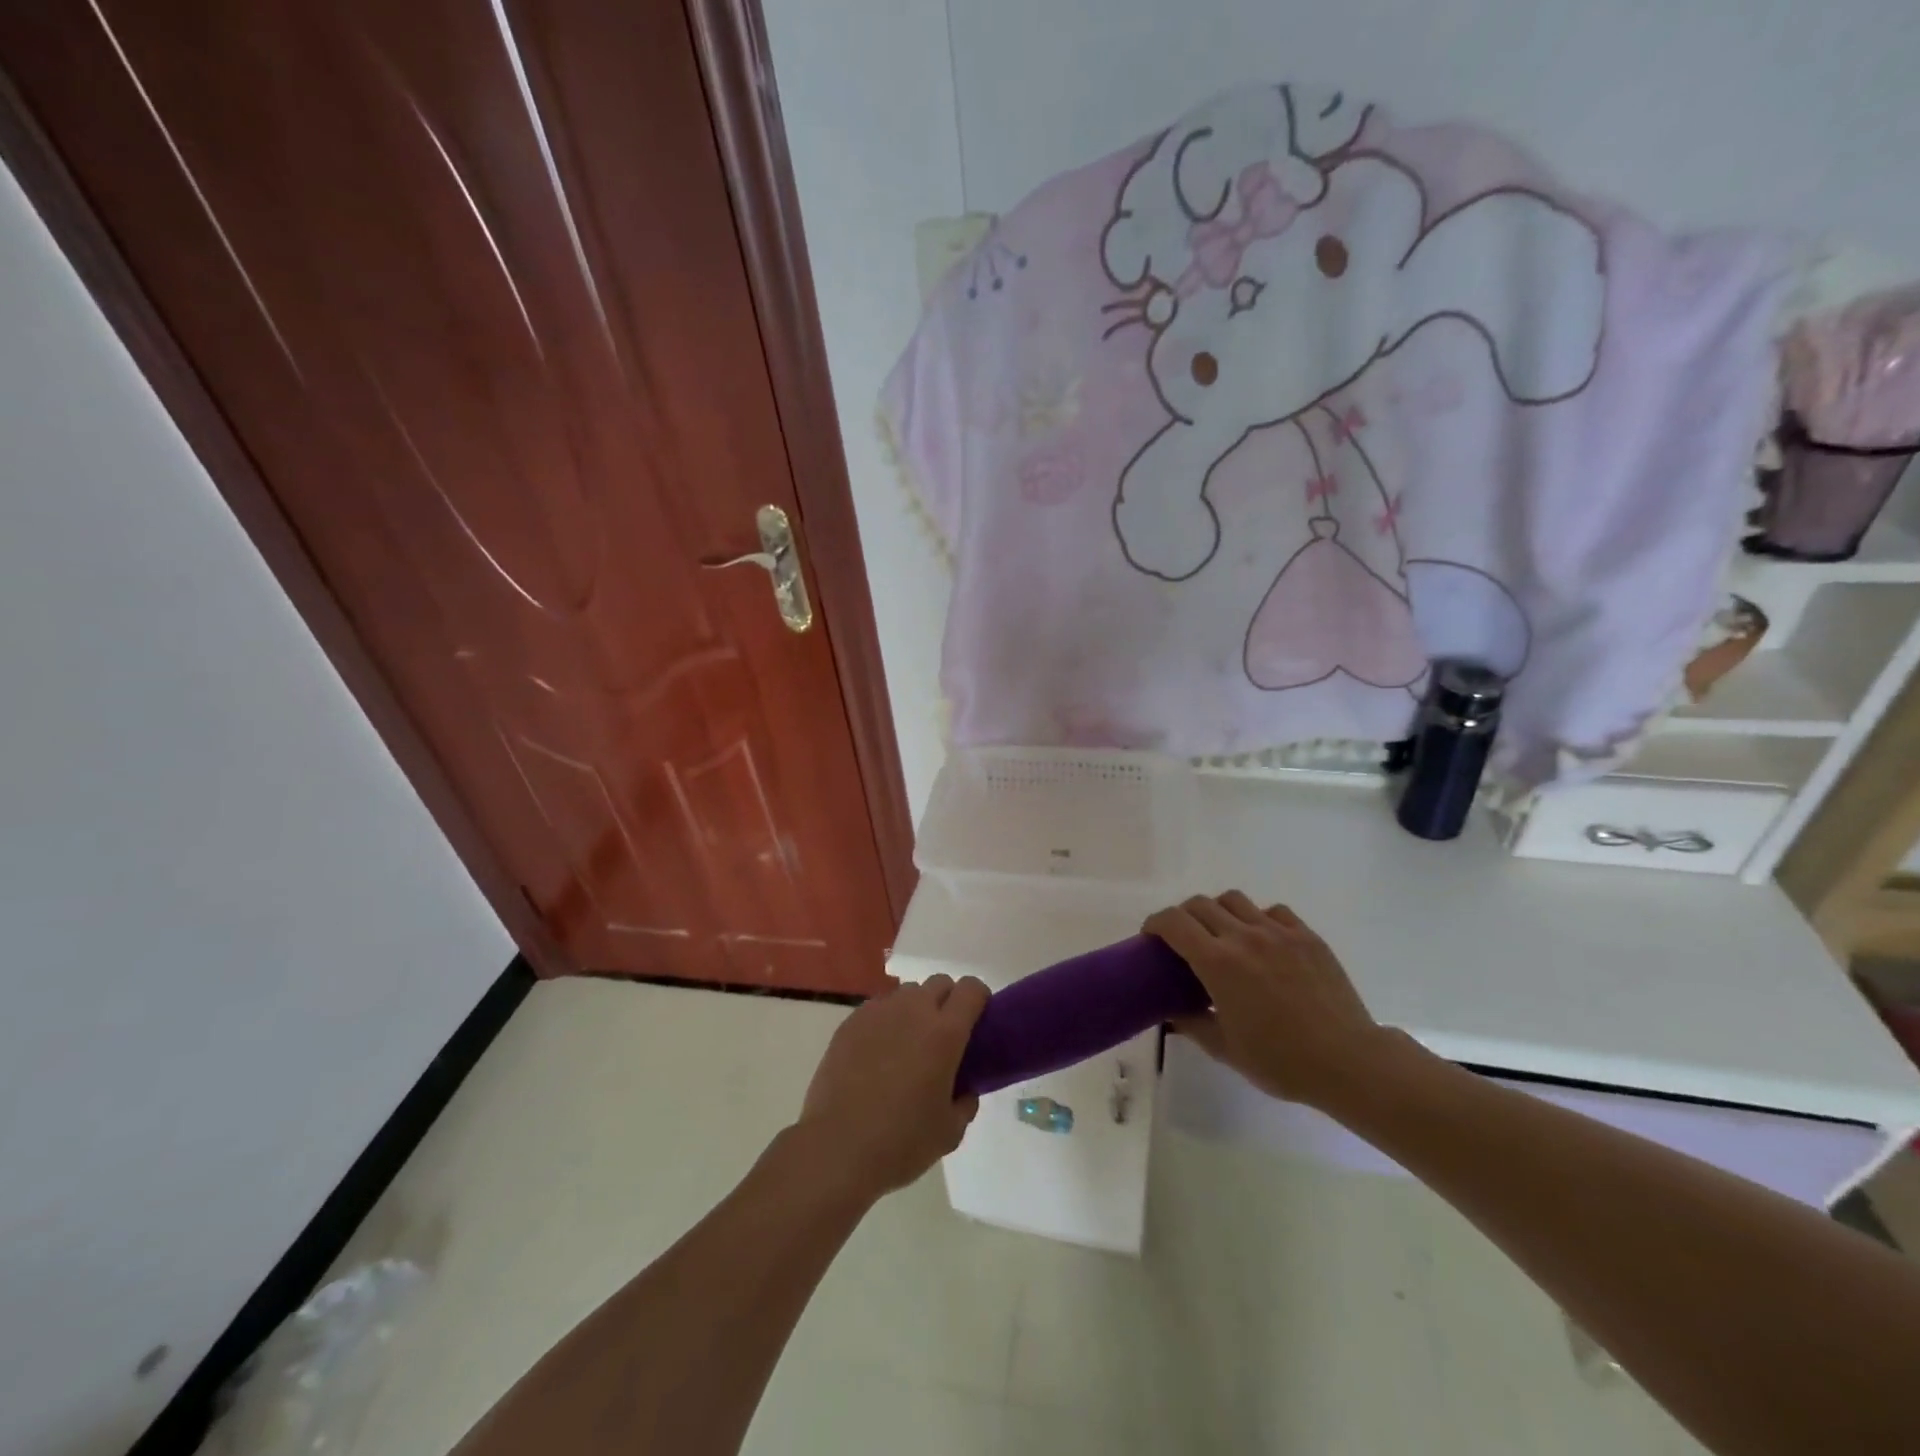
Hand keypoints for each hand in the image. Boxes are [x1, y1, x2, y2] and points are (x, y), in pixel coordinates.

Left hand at [795, 973, 988, 1203]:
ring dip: (916, 1009)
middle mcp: (913, 1011)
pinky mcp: (850, 1022)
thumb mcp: (950, 1132)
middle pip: (939, 983)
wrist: (837, 1148)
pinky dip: (886, 1021)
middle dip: (948, 1000)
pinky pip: (878, 1008)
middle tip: (944, 1035)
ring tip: (908, 1044)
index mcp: (945, 1032)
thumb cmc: (901, 1142)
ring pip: (907, 993)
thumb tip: (964, 1088)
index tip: (978, 1020)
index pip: (971, 989)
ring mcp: (878, 1013)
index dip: (979, 999)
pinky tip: (878, 1053)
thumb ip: (965, 1101)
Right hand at [1144, 891, 1396, 1110]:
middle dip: (1184, 917)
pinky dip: (1258, 919)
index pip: (1173, 922)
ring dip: (1219, 912)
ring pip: (1235, 900)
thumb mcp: (1225, 1049)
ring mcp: (1278, 932)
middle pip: (1200, 904)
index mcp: (1218, 962)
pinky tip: (1264, 943)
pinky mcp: (1306, 935)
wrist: (1349, 1062)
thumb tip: (1171, 1011)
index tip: (1151, 937)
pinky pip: (1273, 911)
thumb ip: (1191, 1023)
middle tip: (1184, 940)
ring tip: (1224, 936)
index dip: (1155, 923)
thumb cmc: (1281, 1061)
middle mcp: (1244, 936)